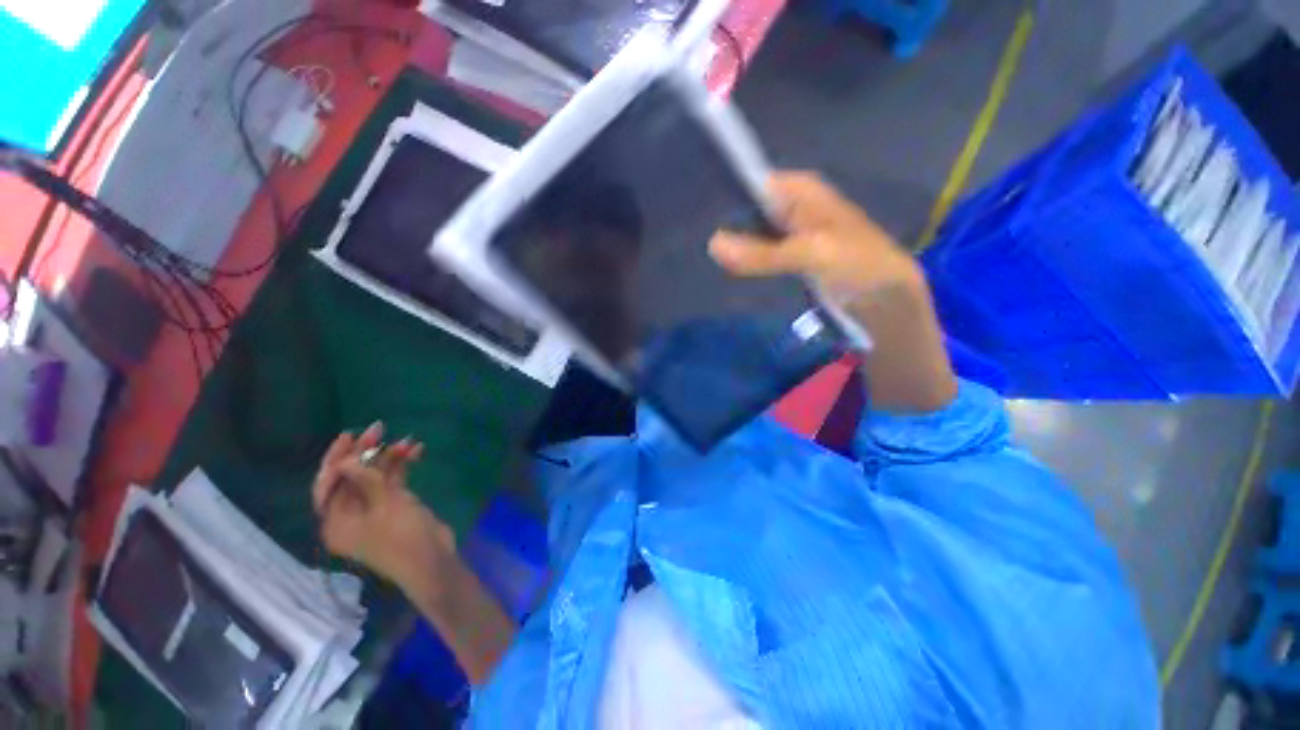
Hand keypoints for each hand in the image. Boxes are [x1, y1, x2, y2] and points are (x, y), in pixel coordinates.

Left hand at [312, 422, 453, 589]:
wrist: (433, 560)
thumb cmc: (402, 536)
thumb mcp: (385, 505)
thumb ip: (365, 480)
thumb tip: (346, 459)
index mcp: (336, 521)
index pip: (327, 484)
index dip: (336, 458)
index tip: (350, 436)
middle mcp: (349, 514)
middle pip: (351, 477)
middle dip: (365, 452)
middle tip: (379, 429)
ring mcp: (373, 509)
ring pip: (374, 476)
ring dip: (388, 458)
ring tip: (406, 441)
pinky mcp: (395, 506)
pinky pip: (392, 481)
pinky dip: (402, 466)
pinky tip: (416, 452)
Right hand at [709, 171, 957, 412]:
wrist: (886, 299)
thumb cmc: (857, 264)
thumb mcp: (810, 254)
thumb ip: (762, 252)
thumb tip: (712, 246)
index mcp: (798, 190)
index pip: (750, 184)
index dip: (722, 197)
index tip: (692, 218)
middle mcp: (790, 206)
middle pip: (747, 210)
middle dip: (724, 226)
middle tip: (689, 242)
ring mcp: (788, 234)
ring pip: (750, 235)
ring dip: (732, 248)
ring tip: (698, 257)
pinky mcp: (787, 259)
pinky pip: (759, 256)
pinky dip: (744, 263)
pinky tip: (723, 272)